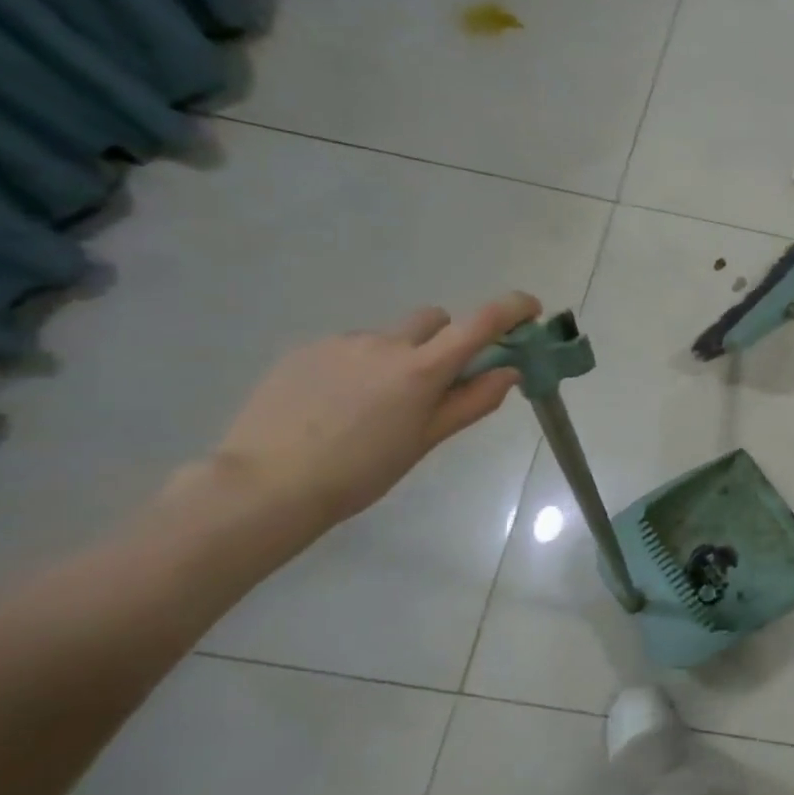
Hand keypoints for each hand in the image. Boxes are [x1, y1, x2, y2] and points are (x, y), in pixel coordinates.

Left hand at [204, 292, 542, 526]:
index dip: (512, 308)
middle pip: (434, 319)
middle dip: (445, 340)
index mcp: (422, 368)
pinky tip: (334, 405)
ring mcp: (342, 342)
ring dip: (397, 357)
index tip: (529, 310)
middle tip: (434, 382)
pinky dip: (358, 366)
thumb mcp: (426, 441)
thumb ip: (472, 401)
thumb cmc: (360, 472)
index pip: (481, 322)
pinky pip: (349, 348)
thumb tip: (508, 372)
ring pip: (388, 337)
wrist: (264, 486)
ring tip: (369, 406)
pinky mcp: (305, 350)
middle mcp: (386, 343)